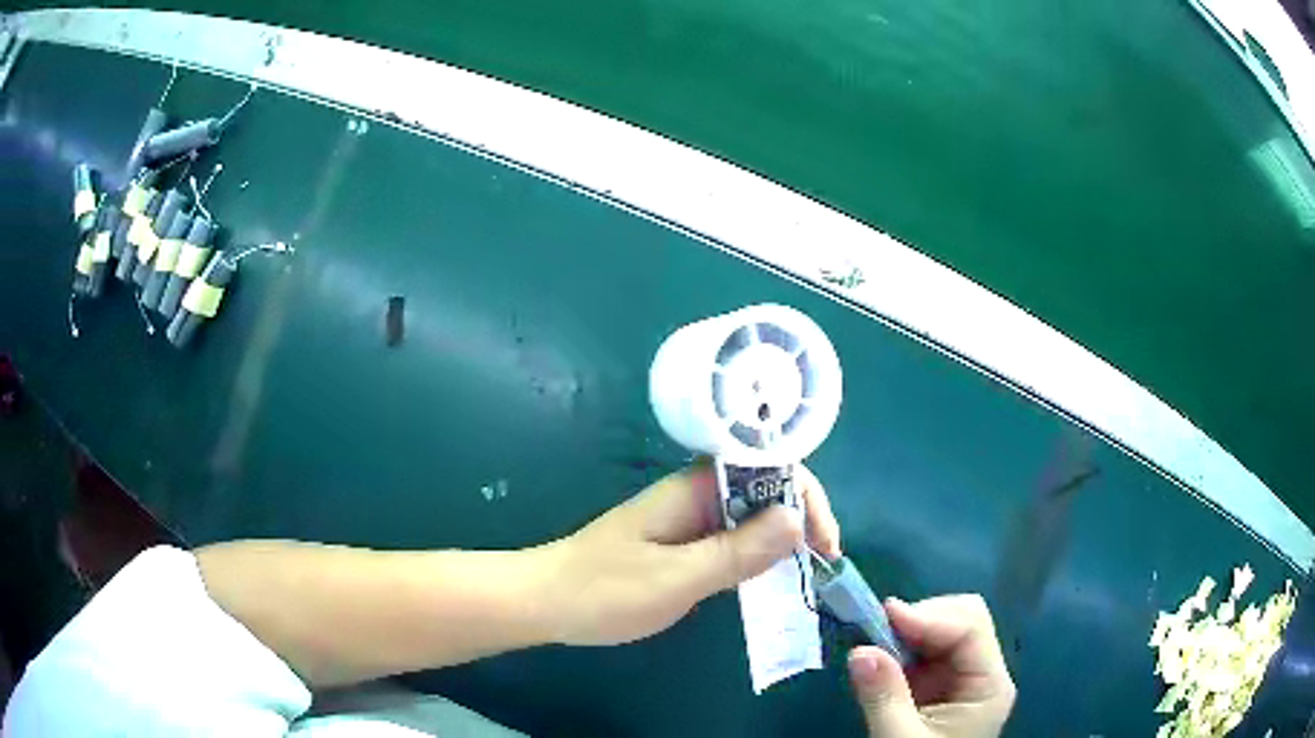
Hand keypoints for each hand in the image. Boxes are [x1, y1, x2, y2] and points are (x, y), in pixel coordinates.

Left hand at [541, 463, 839, 645]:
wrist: (544, 602)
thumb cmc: (604, 590)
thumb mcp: (677, 578)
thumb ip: (737, 551)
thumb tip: (795, 517)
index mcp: (695, 488)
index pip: (770, 468)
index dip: (806, 499)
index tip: (824, 545)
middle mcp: (695, 494)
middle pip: (766, 490)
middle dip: (801, 520)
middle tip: (820, 565)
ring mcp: (687, 519)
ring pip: (750, 516)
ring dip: (782, 540)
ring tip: (806, 573)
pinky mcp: (680, 543)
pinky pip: (731, 539)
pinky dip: (756, 556)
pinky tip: (768, 580)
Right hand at [848, 595, 1015, 737]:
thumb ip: (884, 697)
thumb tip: (859, 651)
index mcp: (989, 685)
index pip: (971, 627)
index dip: (930, 615)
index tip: (884, 615)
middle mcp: (984, 673)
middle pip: (964, 620)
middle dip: (922, 619)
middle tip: (878, 633)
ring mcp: (964, 679)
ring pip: (945, 631)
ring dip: (909, 633)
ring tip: (877, 649)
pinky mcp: (943, 687)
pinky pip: (928, 652)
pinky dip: (904, 649)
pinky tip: (884, 663)